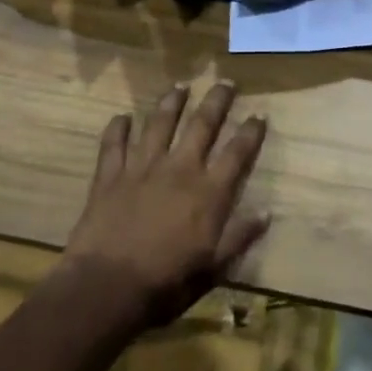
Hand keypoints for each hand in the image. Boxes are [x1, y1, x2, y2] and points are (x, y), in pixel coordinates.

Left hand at [60, 81, 269, 328]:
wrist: (106, 288)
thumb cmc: (165, 285)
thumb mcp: (212, 270)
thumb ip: (238, 238)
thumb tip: (266, 213)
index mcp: (208, 193)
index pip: (237, 153)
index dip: (251, 132)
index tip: (260, 114)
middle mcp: (179, 169)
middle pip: (202, 125)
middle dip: (216, 101)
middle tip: (225, 82)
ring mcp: (142, 167)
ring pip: (159, 123)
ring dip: (171, 103)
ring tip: (180, 86)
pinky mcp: (111, 175)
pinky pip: (114, 144)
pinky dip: (118, 128)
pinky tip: (122, 117)